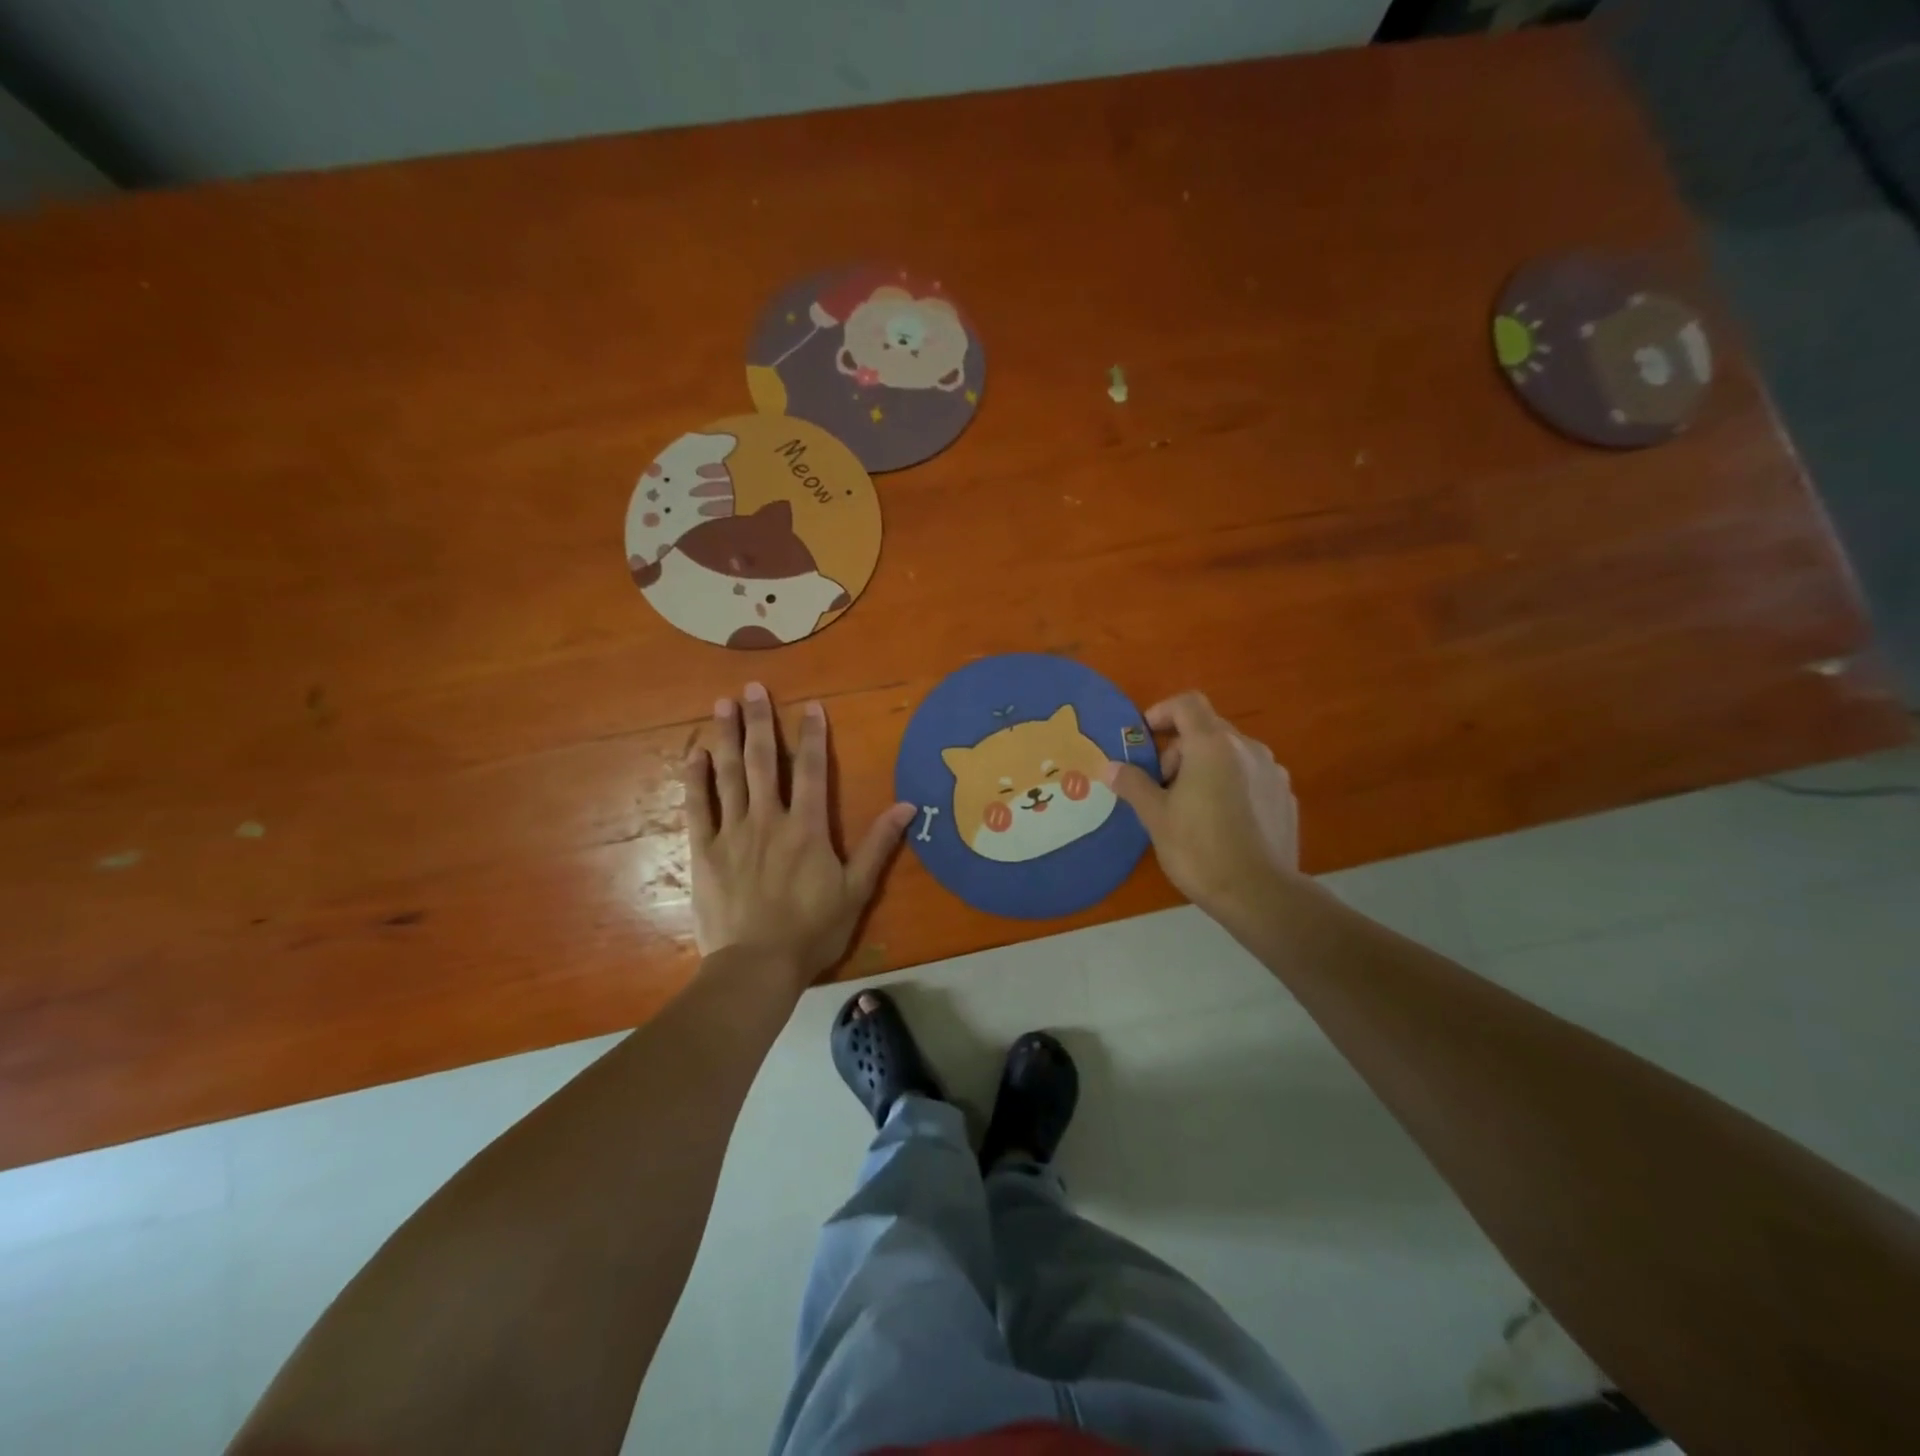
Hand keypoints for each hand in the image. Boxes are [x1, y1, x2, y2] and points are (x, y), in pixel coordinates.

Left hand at [685, 682, 915, 983]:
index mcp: (806, 827)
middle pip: (764, 761)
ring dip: (727, 737)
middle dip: (761, 722)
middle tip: (752, 688)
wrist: (756, 966)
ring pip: (729, 775)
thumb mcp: (856, 890)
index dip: (813, 737)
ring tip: (722, 704)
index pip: (813, 770)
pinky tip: (695, 754)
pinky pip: (698, 808)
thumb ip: (878, 844)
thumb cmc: (812, 930)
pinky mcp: (704, 852)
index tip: (810, 706)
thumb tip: (907, 806)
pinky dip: (696, 779)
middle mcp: (768, 819)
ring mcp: (732, 833)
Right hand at [1101, 691, 1301, 918]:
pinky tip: (1221, 821)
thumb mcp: (1156, 816)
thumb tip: (1109, 767)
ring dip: (1206, 767)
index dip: (1162, 712)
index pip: (1187, 704)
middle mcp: (1247, 748)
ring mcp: (1273, 772)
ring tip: (1190, 806)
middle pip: (1208, 729)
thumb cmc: (1199, 849)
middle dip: (1179, 749)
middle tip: (1160, 786)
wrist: (1260, 894)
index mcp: (1212, 745)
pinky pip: (1251, 777)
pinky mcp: (1286, 797)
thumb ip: (1132, 784)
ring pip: (1231, 754)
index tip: (1145, 738)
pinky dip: (1231, 785)